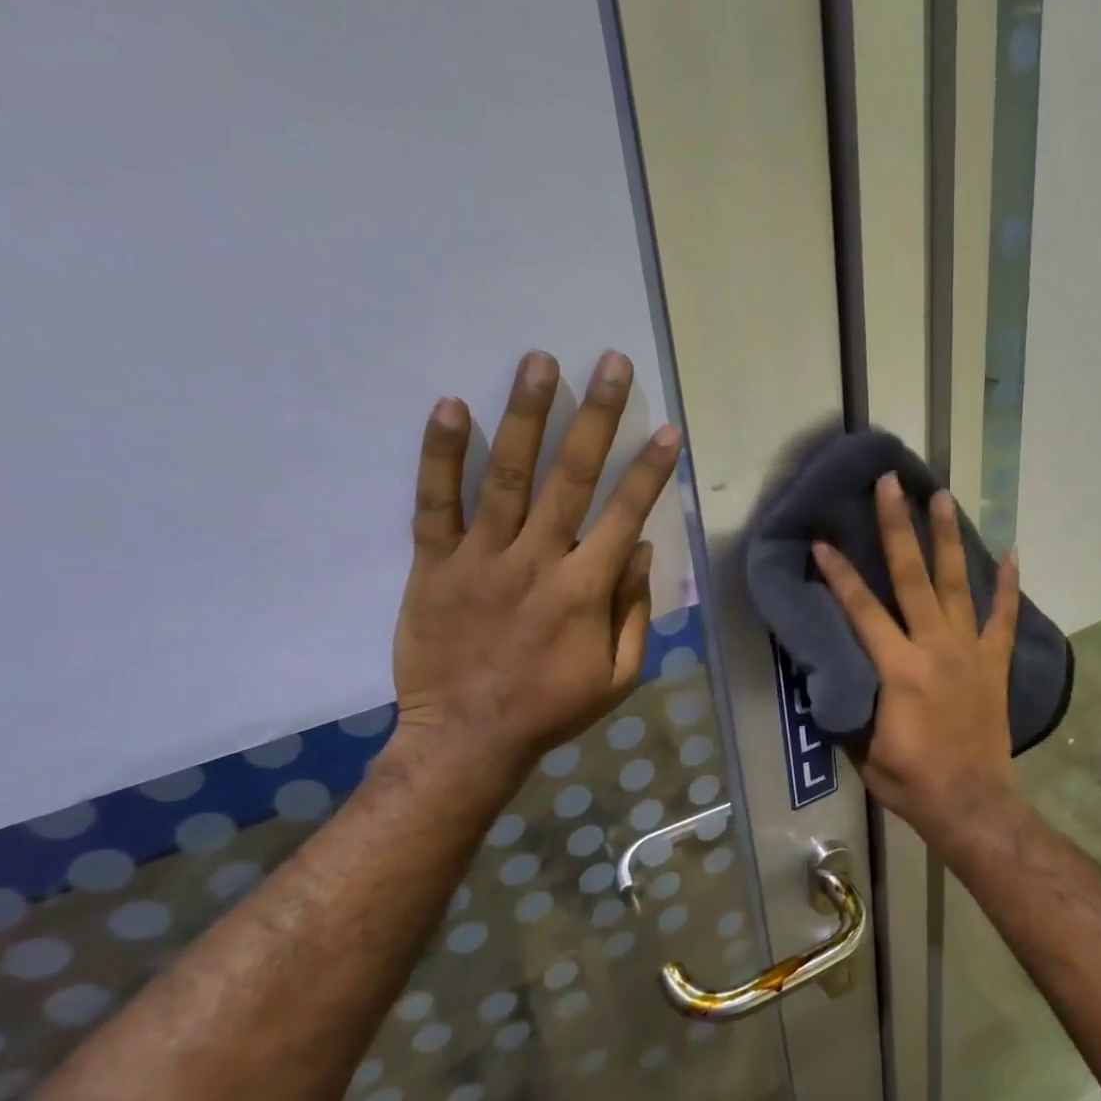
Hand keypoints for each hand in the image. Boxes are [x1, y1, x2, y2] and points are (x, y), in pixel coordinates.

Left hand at [384, 349, 681, 806]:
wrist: (466, 739)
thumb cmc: (551, 709)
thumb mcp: (618, 676)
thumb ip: (634, 611)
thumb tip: (642, 549)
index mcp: (584, 590)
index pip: (625, 514)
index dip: (650, 470)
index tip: (666, 429)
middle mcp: (536, 561)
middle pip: (571, 477)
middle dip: (595, 416)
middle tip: (609, 362)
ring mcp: (480, 559)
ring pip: (506, 476)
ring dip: (525, 415)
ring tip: (539, 361)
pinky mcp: (434, 565)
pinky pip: (435, 504)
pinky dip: (442, 455)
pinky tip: (452, 407)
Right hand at [811, 474, 1022, 849]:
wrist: (971, 803)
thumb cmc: (909, 780)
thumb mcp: (862, 745)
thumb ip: (849, 697)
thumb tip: (832, 662)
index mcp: (898, 668)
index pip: (861, 610)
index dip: (839, 574)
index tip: (822, 540)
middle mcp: (935, 647)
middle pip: (912, 577)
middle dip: (898, 527)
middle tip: (891, 485)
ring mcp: (970, 652)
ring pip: (958, 584)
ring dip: (948, 539)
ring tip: (943, 497)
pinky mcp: (994, 664)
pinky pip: (1002, 617)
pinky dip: (1008, 586)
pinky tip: (1012, 554)